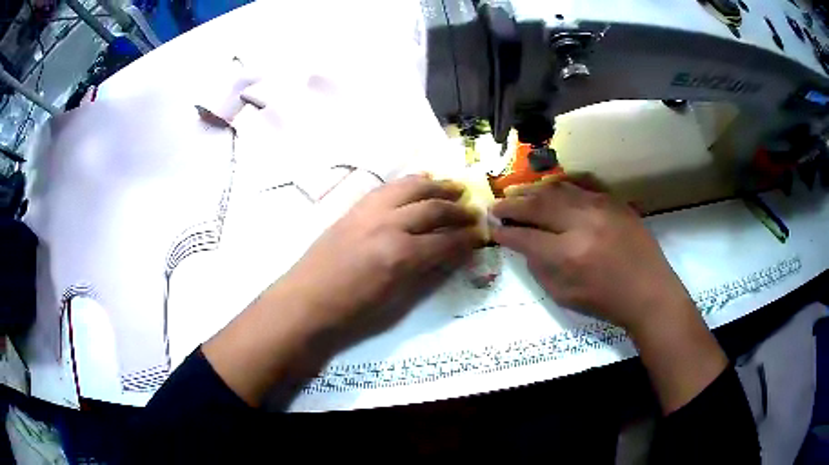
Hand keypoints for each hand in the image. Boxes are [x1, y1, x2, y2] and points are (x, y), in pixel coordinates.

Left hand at [204, 174, 482, 405]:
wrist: (305, 302)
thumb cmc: (350, 312)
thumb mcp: (395, 300)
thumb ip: (424, 273)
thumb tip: (447, 255)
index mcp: (400, 255)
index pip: (445, 241)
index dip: (466, 239)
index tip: (480, 235)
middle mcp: (388, 225)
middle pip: (432, 208)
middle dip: (457, 209)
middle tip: (473, 210)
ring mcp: (368, 212)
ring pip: (410, 188)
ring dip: (436, 186)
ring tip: (453, 186)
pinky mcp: (354, 209)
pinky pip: (387, 188)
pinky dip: (408, 183)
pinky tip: (419, 183)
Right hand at [491, 179, 726, 412]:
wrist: (649, 292)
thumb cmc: (606, 302)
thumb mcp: (564, 296)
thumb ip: (539, 269)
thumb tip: (524, 245)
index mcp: (567, 255)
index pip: (524, 236)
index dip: (504, 232)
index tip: (493, 229)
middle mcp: (581, 224)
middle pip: (536, 205)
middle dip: (511, 205)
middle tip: (496, 205)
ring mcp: (600, 207)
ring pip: (557, 189)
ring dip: (532, 190)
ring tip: (516, 192)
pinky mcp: (614, 201)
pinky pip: (583, 183)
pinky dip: (562, 182)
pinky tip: (550, 186)